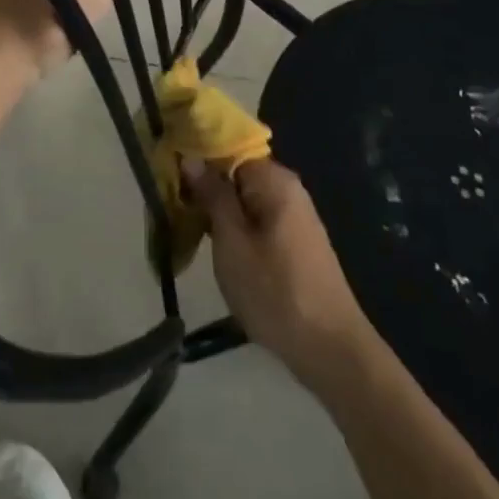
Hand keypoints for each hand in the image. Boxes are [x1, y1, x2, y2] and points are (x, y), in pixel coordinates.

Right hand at [187, 158, 378, 390]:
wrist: (331, 350)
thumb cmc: (276, 292)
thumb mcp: (233, 244)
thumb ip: (213, 196)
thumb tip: (193, 158)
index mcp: (274, 180)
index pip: (228, 148)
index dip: (197, 156)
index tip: (167, 170)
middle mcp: (288, 188)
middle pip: (237, 172)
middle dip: (205, 185)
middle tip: (171, 203)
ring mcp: (294, 215)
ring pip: (245, 198)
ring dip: (217, 209)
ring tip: (184, 224)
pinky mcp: (295, 240)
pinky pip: (256, 218)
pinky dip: (234, 226)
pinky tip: (215, 243)